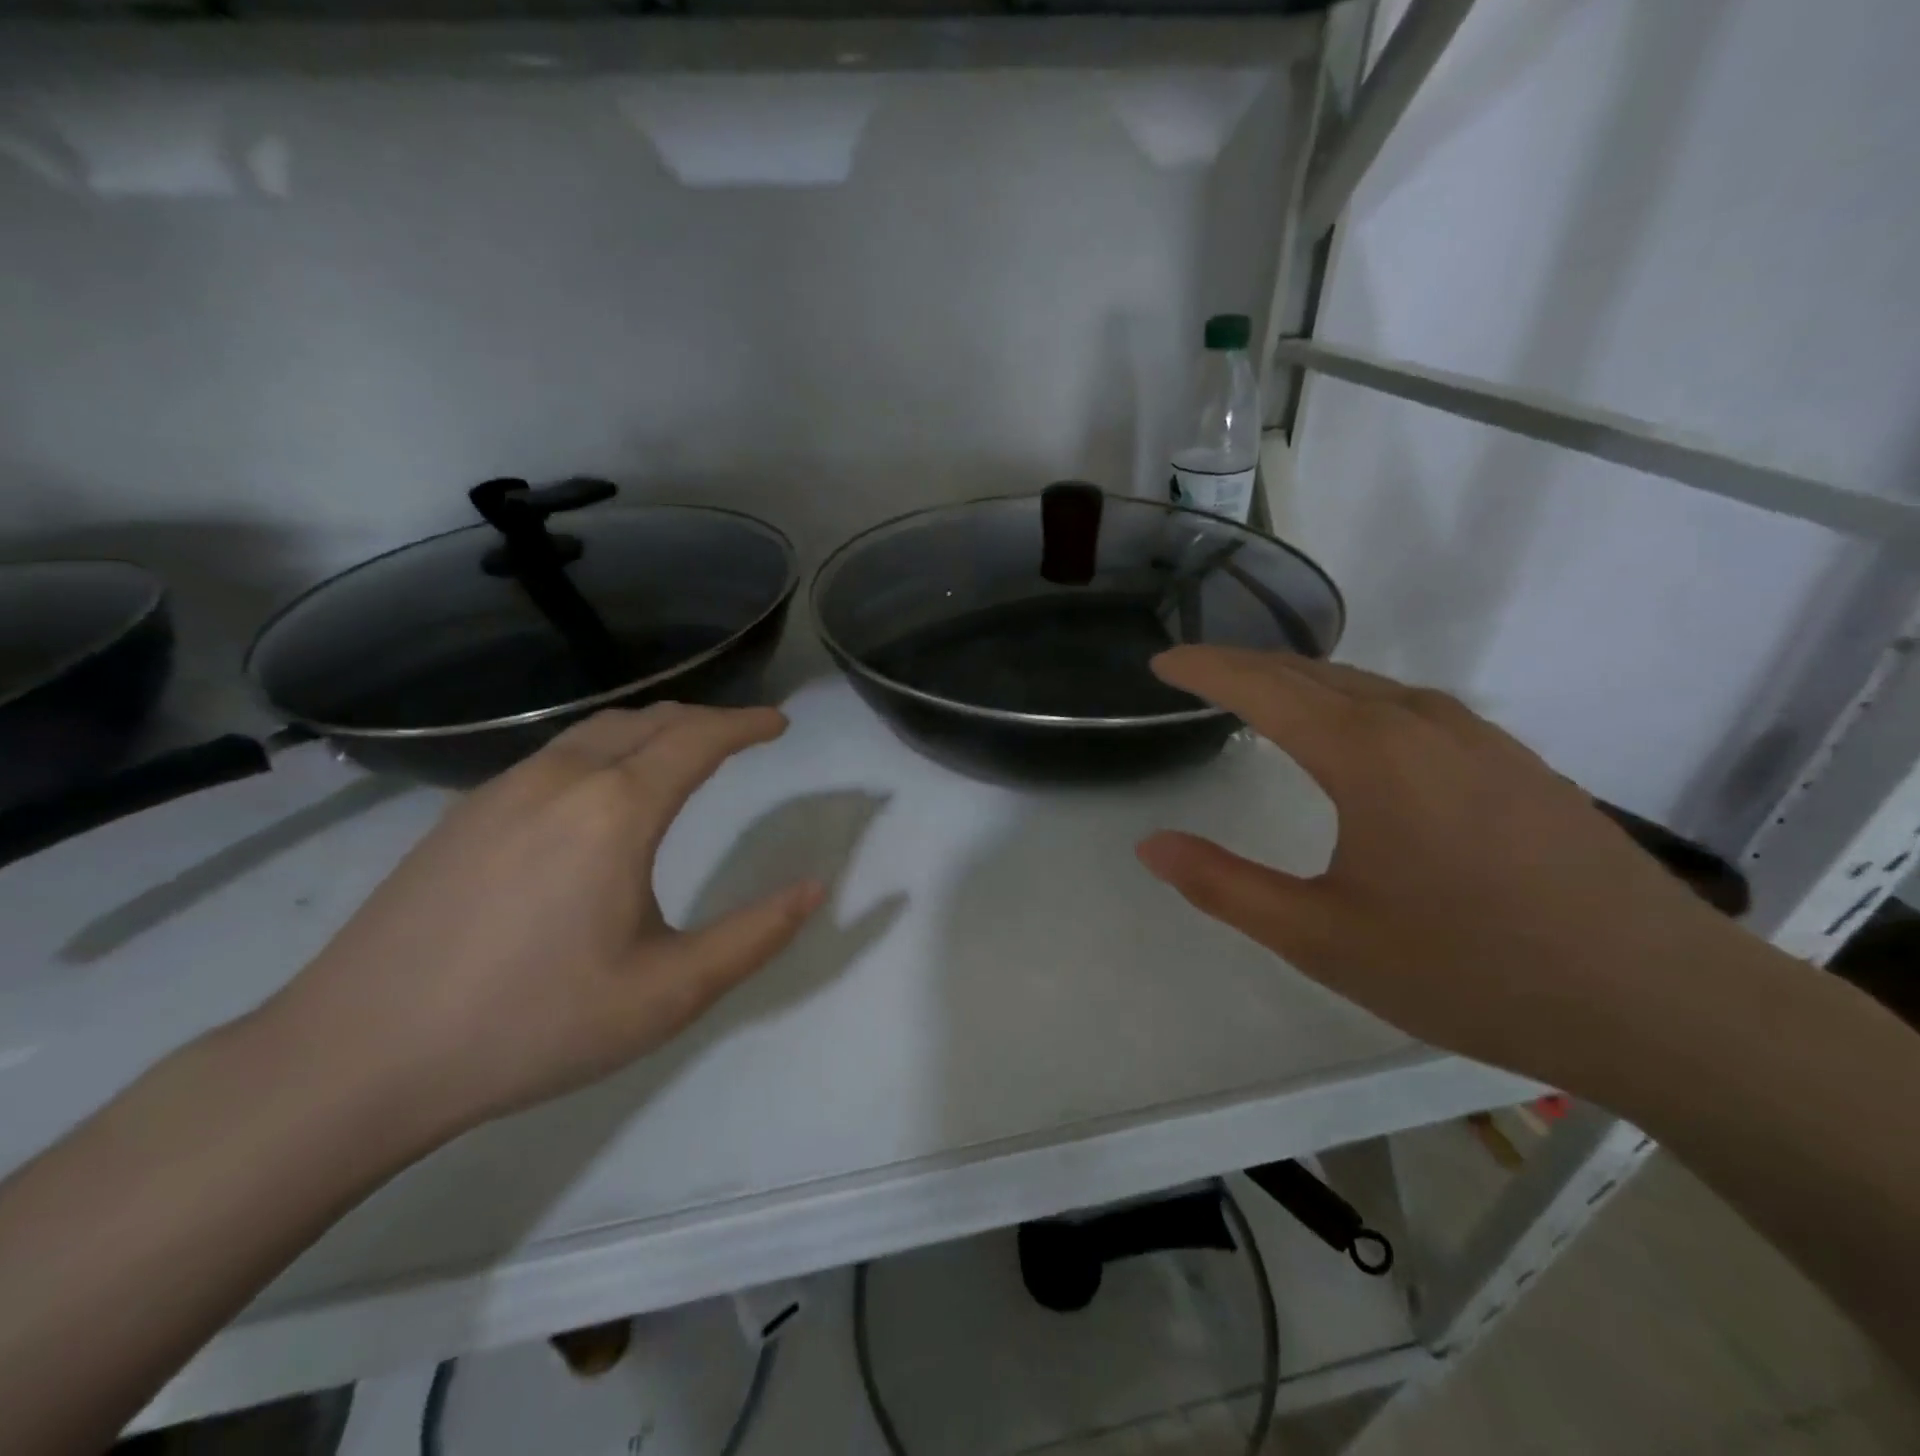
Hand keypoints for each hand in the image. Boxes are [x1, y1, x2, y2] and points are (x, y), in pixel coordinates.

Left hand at [265, 704, 823, 1139]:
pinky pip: (556, 756)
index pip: (699, 737)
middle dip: (706, 719)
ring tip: (682, 754)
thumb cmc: (533, 1025)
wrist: (355, 1057)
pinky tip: (602, 794)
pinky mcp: (463, 814)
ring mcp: (502, 790)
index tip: (779, 724)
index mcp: (616, 811)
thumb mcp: (668, 994)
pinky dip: (606, 751)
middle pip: (649, 720)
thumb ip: (755, 936)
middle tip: (742, 737)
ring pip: (597, 731)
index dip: (747, 724)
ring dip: (653, 731)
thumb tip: (816, 889)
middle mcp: (561, 778)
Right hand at [1136, 647, 1747, 1089]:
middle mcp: (1418, 722)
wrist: (1662, 1002)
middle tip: (1196, 672)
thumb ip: (1226, 886)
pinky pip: (1406, 706)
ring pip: (1362, 685)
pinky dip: (1350, 700)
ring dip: (1298, 681)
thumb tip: (1151, 844)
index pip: (1262, 687)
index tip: (1162, 663)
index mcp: (1366, 754)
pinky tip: (1350, 731)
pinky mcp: (1511, 759)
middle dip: (1244, 666)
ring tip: (1258, 694)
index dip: (1204, 669)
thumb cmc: (1470, 970)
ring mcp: (1474, 736)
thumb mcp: (1322, 939)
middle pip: (1310, 673)